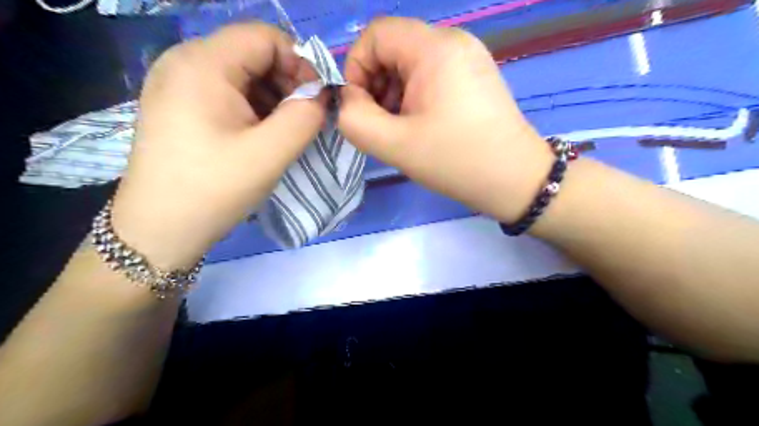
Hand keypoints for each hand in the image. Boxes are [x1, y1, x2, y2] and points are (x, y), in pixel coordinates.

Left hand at [110, 24, 322, 268]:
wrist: (159, 229)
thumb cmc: (214, 189)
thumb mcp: (270, 153)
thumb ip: (305, 116)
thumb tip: (320, 95)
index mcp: (202, 64)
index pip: (265, 37)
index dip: (300, 63)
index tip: (316, 100)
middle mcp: (183, 62)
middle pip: (252, 53)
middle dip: (287, 82)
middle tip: (304, 119)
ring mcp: (177, 83)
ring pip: (241, 73)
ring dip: (272, 97)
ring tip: (284, 132)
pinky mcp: (178, 104)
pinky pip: (226, 92)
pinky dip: (253, 108)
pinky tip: (260, 135)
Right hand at [337, 17, 552, 221]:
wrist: (515, 180)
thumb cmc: (456, 161)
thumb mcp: (395, 145)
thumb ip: (355, 119)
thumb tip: (349, 100)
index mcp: (435, 49)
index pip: (376, 34)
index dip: (356, 67)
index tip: (360, 107)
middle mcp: (454, 41)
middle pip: (394, 47)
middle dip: (376, 84)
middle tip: (381, 124)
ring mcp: (468, 57)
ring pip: (411, 63)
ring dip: (394, 93)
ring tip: (401, 129)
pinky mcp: (474, 75)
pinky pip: (431, 74)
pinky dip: (415, 96)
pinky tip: (421, 125)